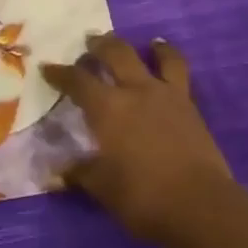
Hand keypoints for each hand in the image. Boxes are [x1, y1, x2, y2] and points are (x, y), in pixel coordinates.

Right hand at [41, 33, 234, 247]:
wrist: (200, 205)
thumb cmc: (143, 197)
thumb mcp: (103, 188)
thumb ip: (80, 174)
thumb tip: (55, 173)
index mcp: (107, 109)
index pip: (77, 81)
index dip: (60, 73)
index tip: (47, 68)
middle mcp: (135, 91)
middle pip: (115, 54)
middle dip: (99, 45)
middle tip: (90, 43)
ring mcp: (166, 94)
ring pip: (154, 56)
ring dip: (144, 47)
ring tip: (145, 43)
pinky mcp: (189, 105)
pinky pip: (179, 72)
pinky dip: (169, 60)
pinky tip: (168, 61)